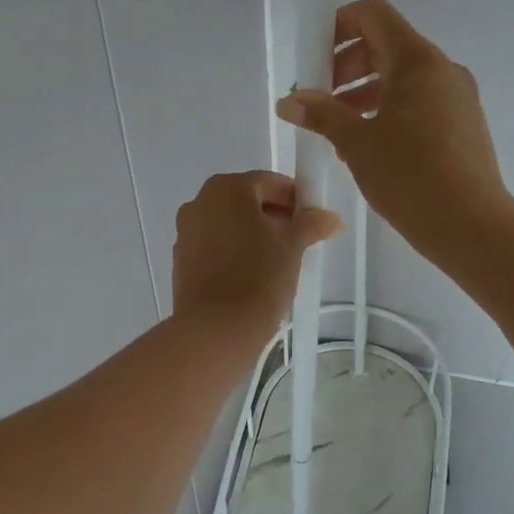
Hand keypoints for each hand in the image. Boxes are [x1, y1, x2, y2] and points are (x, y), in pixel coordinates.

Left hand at [172, 171, 342, 339]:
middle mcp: (199, 203)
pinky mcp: (181, 262)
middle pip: (246, 202)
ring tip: (280, 262)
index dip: (296, 198)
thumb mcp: (293, 246)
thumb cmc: (259, 276)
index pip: (269, 182)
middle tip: (301, 240)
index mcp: (226, 189)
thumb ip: (311, 224)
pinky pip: (215, 248)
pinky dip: (235, 253)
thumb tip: (331, 218)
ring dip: (255, 236)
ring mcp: (186, 233)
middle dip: (275, 217)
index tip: (314, 218)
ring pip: (230, 225)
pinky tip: (254, 277)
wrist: (216, 330)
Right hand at [276, 0, 513, 266]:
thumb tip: (289, 100)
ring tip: (338, 130)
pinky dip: (390, 110)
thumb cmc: (409, 176)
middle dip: (347, 66)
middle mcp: (442, 69)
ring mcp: (457, 97)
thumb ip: (321, 114)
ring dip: (365, 93)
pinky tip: (369, 147)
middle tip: (321, 101)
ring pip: (403, 77)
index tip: (315, 60)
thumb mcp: (356, 143)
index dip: (338, 26)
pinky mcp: (463, 124)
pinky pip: (420, 101)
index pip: (374, 14)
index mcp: (417, 60)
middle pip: (386, 45)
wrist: (471, 226)